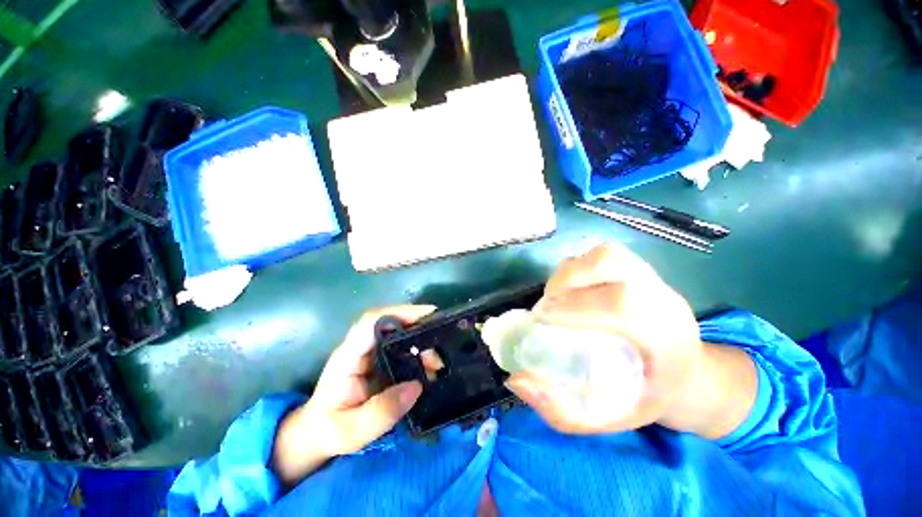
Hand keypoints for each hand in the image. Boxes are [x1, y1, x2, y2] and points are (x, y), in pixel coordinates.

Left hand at [272, 305, 434, 484]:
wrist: (316, 436)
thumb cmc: (328, 431)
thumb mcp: (351, 431)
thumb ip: (382, 411)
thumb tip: (416, 386)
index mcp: (348, 357)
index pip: (371, 322)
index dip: (399, 312)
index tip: (427, 314)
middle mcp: (360, 348)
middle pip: (390, 323)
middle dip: (418, 327)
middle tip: (441, 342)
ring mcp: (370, 353)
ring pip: (398, 334)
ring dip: (421, 342)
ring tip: (438, 362)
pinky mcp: (380, 361)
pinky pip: (401, 348)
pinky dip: (418, 352)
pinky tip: (430, 366)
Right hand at [506, 244, 755, 437]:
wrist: (684, 374)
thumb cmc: (646, 397)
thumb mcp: (608, 418)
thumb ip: (562, 410)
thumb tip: (518, 380)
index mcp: (669, 338)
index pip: (621, 305)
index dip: (574, 306)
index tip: (541, 319)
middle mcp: (664, 299)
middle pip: (611, 263)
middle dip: (567, 281)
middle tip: (545, 307)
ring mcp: (653, 279)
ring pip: (605, 253)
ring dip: (571, 271)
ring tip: (556, 296)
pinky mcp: (640, 270)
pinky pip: (602, 254)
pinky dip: (577, 267)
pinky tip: (570, 290)